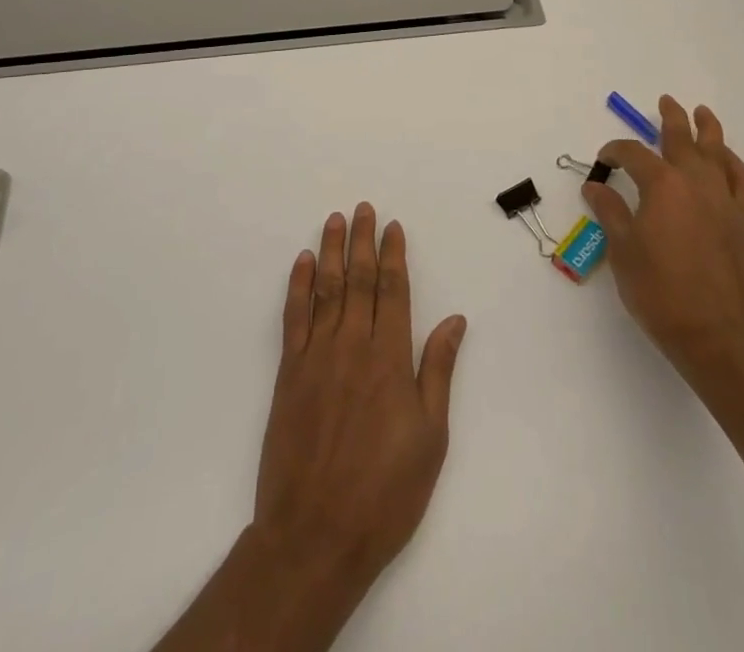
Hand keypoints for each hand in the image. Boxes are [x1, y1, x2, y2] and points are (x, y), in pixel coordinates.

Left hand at [253, 203, 467, 595]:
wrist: (315, 535)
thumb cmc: (384, 493)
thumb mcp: (430, 438)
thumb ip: (438, 371)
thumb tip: (455, 319)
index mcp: (389, 359)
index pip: (393, 291)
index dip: (393, 256)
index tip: (393, 227)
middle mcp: (353, 346)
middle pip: (359, 280)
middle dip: (363, 241)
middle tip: (364, 208)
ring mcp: (316, 357)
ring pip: (326, 289)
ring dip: (331, 251)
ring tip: (335, 220)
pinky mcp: (288, 374)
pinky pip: (294, 318)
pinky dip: (299, 286)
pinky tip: (303, 262)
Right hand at [585, 95, 743, 387]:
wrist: (721, 335)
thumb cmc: (662, 293)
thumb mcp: (624, 252)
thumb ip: (610, 213)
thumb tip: (595, 186)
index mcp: (661, 185)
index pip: (633, 155)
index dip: (615, 152)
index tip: (604, 161)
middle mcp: (695, 182)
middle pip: (681, 139)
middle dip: (670, 118)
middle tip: (665, 101)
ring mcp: (724, 200)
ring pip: (717, 152)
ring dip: (708, 129)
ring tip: (702, 113)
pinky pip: (742, 181)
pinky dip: (734, 164)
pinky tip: (727, 160)